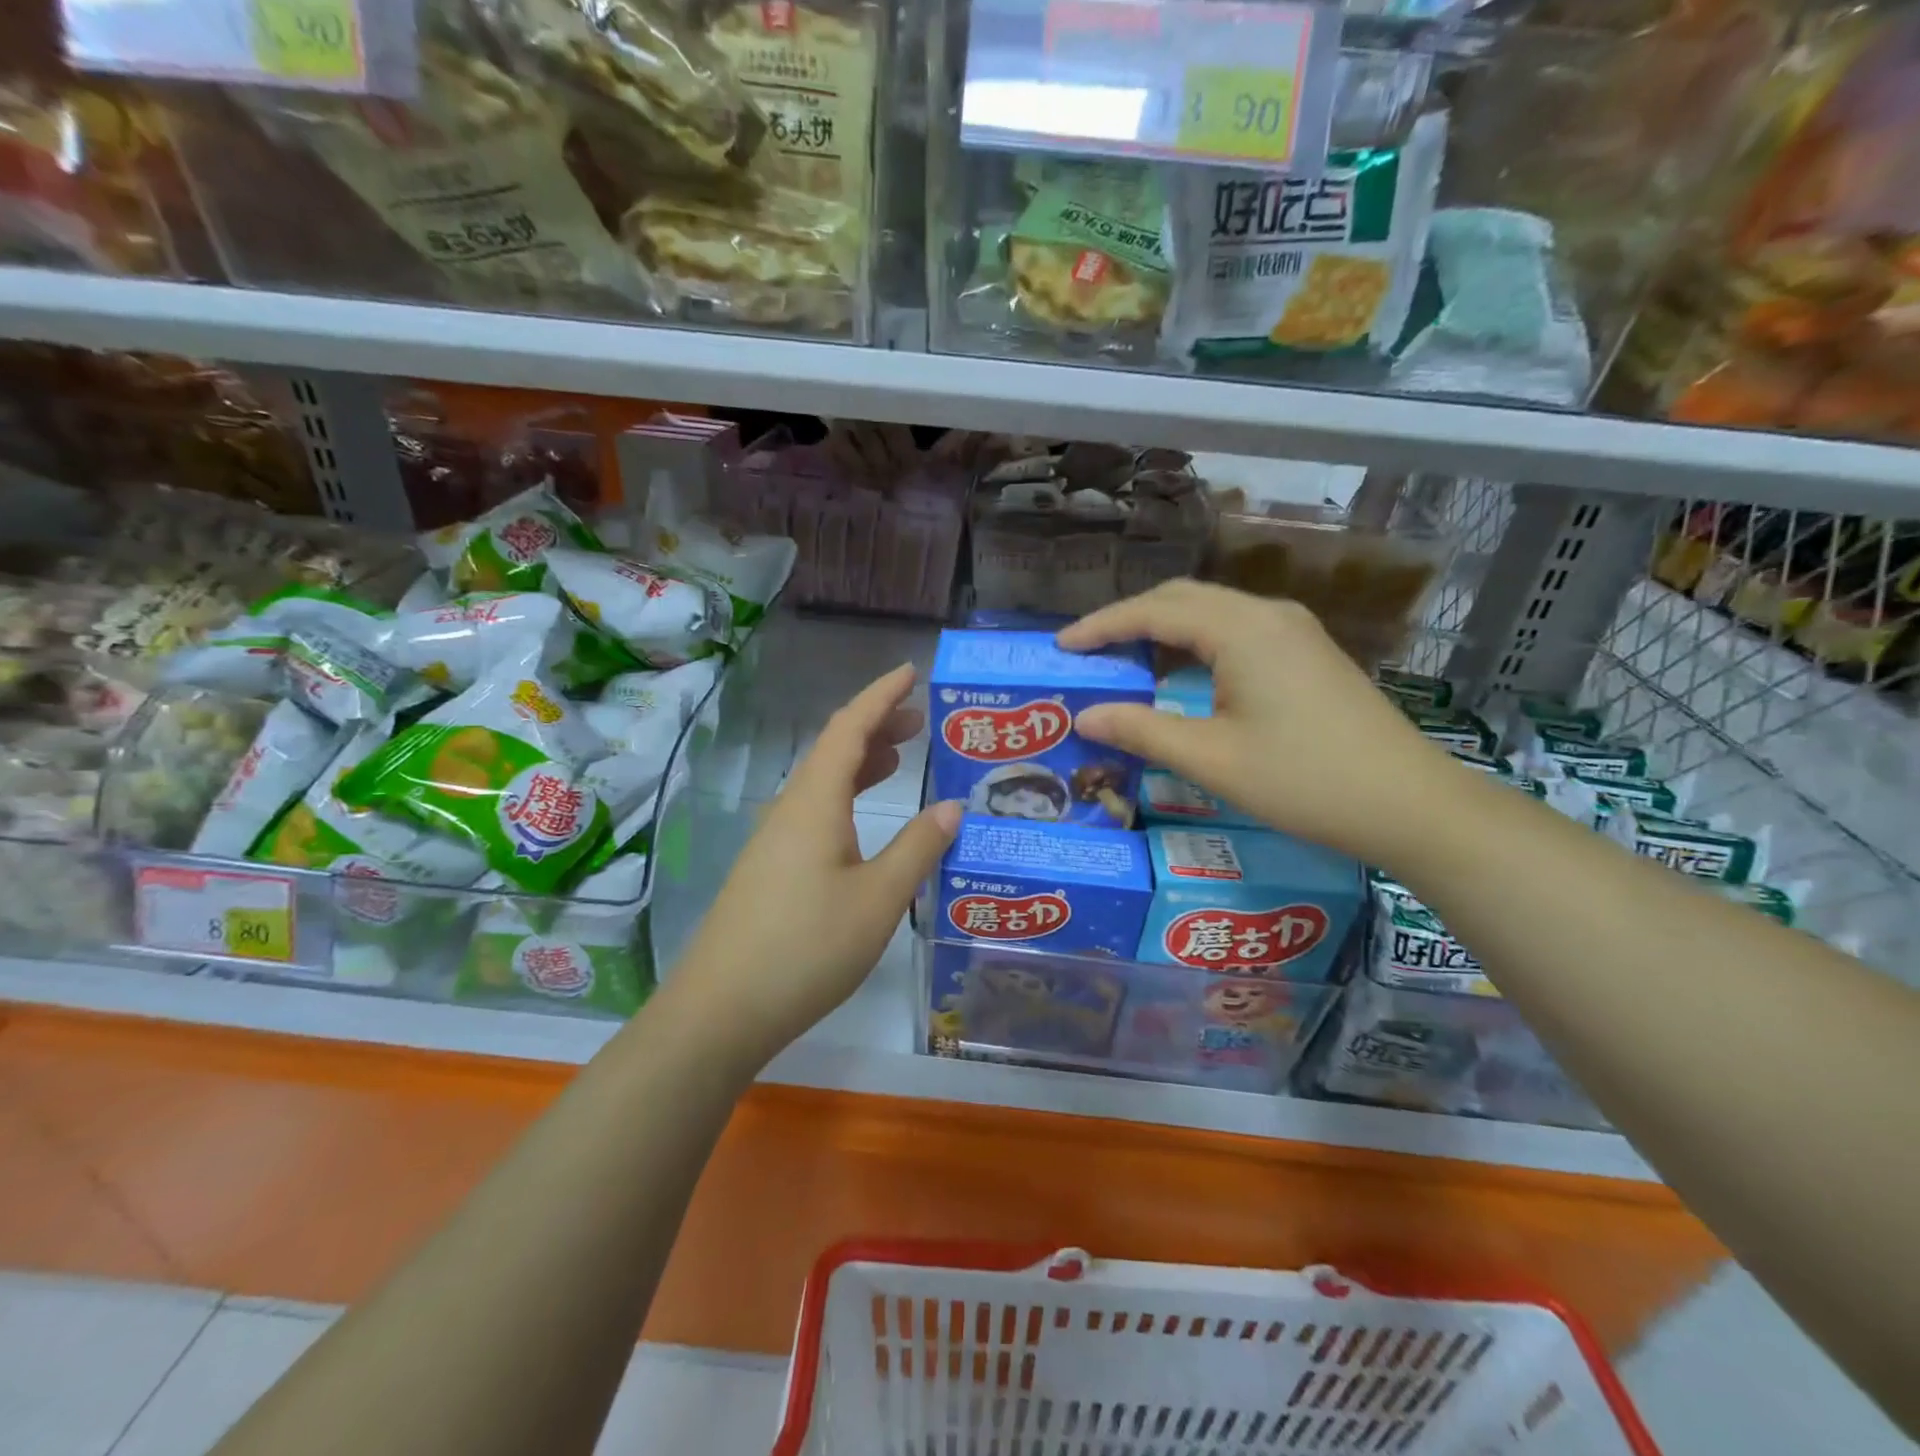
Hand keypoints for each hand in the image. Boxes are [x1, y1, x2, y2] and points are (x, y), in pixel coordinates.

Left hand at [676, 664, 960, 1060]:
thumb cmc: (806, 947)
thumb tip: (952, 807)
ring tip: (902, 758)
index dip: (881, 695)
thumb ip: (918, 847)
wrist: (720, 1009)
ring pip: (823, 782)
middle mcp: (790, 808)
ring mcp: (774, 840)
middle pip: (834, 749)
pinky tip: (865, 820)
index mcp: (814, 801)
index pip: (849, 728)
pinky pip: (814, 811)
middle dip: (877, 726)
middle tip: (921, 719)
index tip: (912, 671)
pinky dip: (847, 797)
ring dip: (862, 762)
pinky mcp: (770, 868)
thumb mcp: (878, 898)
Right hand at [1058, 581, 1465, 864]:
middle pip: (1182, 599)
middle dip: (1128, 620)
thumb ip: (1142, 730)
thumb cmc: (1304, 781)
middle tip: (1087, 651)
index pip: (1154, 611)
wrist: (1409, 803)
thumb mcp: (1211, 759)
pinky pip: (1235, 631)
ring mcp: (1293, 631)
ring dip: (1162, 629)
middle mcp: (1267, 615)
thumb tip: (1085, 715)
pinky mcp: (1306, 653)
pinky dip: (1194, 643)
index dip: (1101, 626)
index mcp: (1241, 630)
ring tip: (1123, 660)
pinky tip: (1180, 673)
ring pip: (1211, 612)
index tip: (1061, 646)